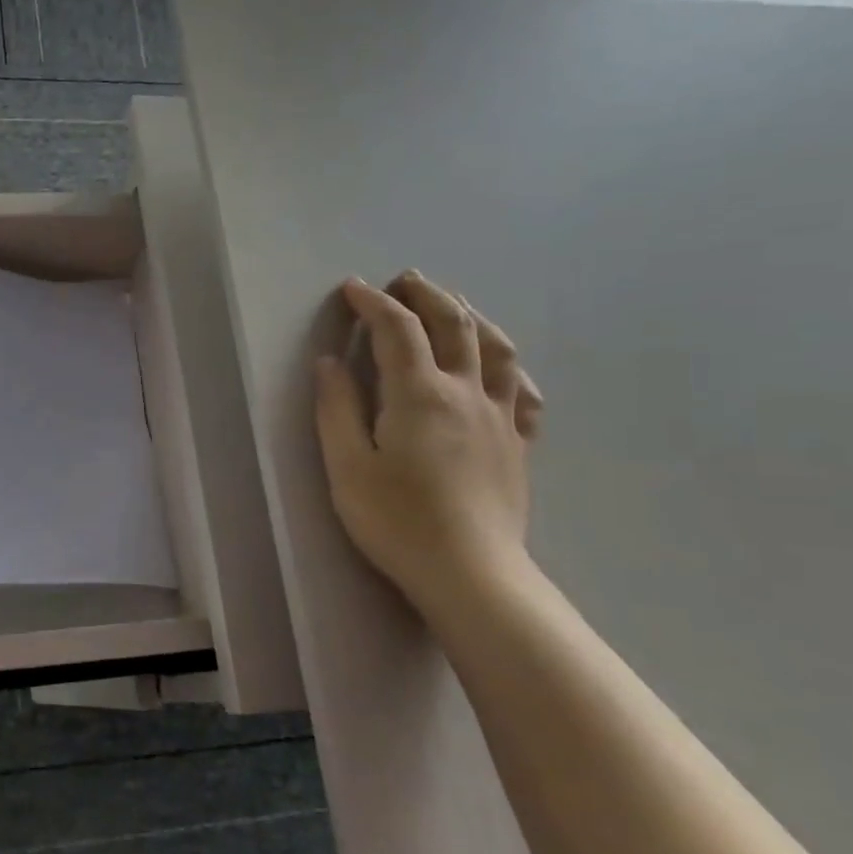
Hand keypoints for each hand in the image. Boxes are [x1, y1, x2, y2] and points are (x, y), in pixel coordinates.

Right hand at [314, 271, 542, 611]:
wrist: (471, 572)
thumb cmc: (397, 521)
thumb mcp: (347, 467)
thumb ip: (336, 409)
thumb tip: (328, 363)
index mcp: (418, 394)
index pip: (396, 330)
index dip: (373, 303)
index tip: (352, 289)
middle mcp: (465, 392)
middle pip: (453, 324)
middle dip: (425, 294)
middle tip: (403, 280)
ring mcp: (500, 416)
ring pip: (495, 348)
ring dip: (471, 315)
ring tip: (452, 305)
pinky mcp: (518, 443)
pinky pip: (523, 391)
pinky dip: (509, 367)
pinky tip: (499, 368)